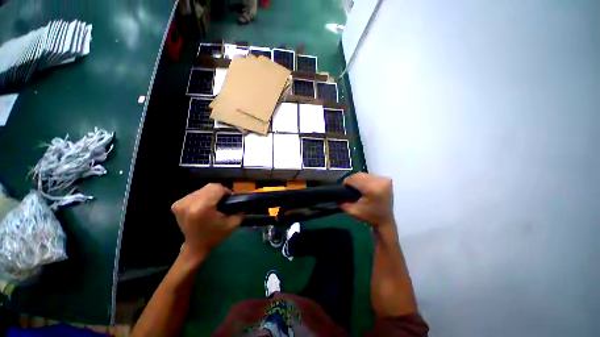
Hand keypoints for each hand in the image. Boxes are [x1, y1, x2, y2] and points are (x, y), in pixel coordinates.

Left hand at [171, 183, 242, 263]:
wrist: (196, 246)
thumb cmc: (216, 235)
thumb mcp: (233, 223)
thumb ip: (240, 208)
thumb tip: (241, 198)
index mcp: (203, 208)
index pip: (217, 188)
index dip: (226, 192)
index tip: (229, 200)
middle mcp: (189, 203)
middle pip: (209, 187)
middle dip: (218, 192)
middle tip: (222, 202)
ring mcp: (181, 203)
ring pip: (202, 189)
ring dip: (210, 194)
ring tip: (212, 204)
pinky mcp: (176, 204)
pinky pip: (195, 193)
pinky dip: (201, 197)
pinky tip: (203, 206)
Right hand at [340, 173, 394, 227]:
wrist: (386, 220)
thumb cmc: (369, 216)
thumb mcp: (353, 211)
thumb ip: (342, 202)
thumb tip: (336, 194)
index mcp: (372, 189)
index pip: (353, 179)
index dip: (347, 183)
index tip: (344, 189)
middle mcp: (380, 181)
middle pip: (359, 175)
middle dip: (352, 181)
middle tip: (350, 189)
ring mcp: (385, 179)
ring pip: (364, 174)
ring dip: (358, 179)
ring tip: (357, 188)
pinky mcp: (386, 179)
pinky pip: (370, 175)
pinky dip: (365, 180)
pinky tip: (365, 187)